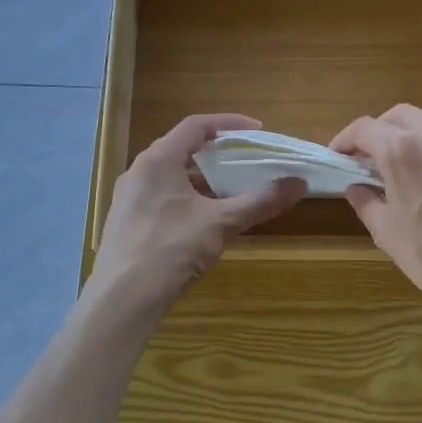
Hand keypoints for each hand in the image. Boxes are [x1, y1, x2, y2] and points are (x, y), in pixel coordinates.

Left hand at [89, 114, 304, 315]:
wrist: (122, 298)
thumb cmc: (171, 249)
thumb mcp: (221, 223)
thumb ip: (260, 201)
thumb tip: (299, 184)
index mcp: (158, 159)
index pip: (196, 125)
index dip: (229, 124)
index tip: (257, 132)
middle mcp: (139, 171)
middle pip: (183, 149)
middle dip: (218, 154)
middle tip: (247, 162)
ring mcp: (129, 197)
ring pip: (172, 176)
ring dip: (203, 180)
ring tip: (231, 193)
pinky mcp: (126, 222)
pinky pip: (161, 197)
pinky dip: (187, 199)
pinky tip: (204, 221)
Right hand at [331, 106, 421, 333]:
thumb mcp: (388, 233)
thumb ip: (367, 203)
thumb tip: (356, 188)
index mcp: (401, 151)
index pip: (364, 128)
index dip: (346, 139)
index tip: (340, 155)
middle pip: (398, 115)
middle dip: (380, 131)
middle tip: (372, 157)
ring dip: (414, 130)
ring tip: (411, 155)